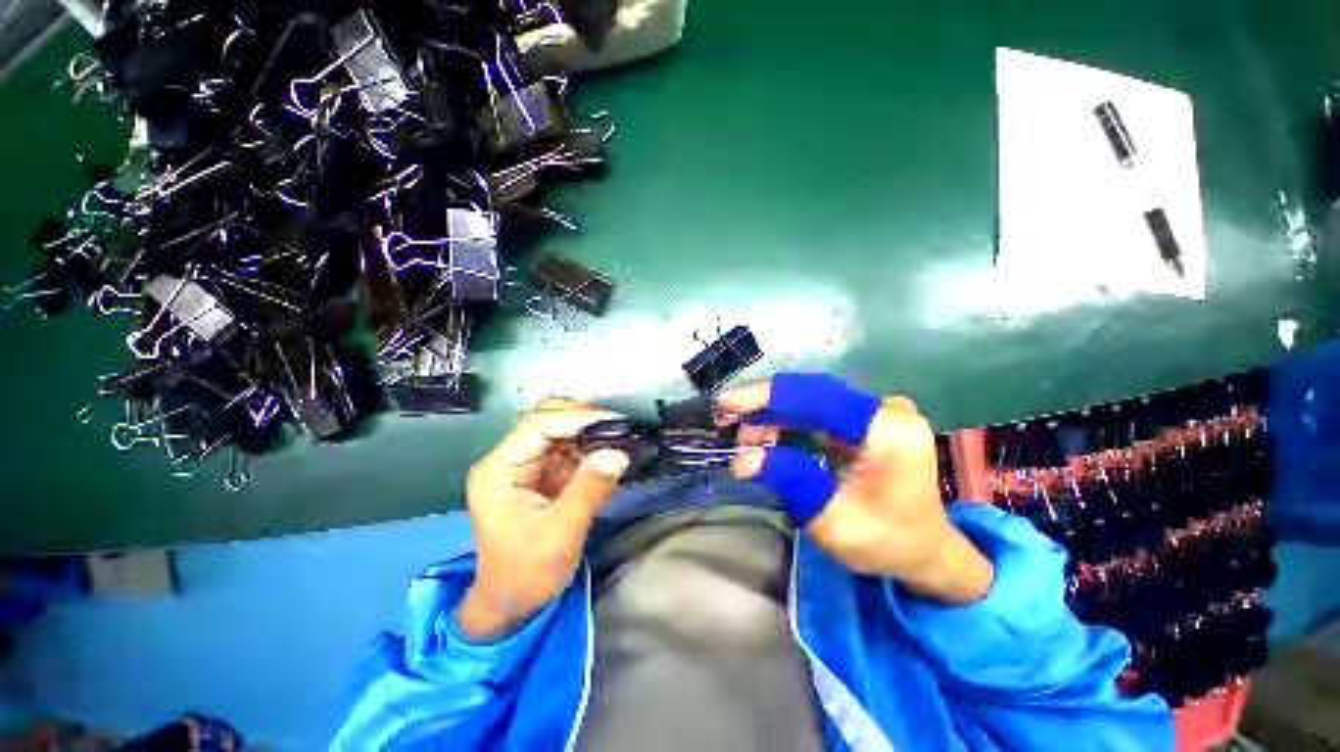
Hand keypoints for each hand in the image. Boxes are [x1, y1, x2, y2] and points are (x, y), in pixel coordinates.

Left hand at [456, 398, 629, 640]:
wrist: (511, 606)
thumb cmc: (525, 575)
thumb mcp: (559, 535)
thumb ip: (588, 491)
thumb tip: (619, 454)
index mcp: (499, 470)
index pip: (539, 426)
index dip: (577, 418)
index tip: (614, 419)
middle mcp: (509, 461)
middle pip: (550, 424)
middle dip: (586, 422)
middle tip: (623, 423)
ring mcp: (526, 467)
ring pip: (563, 435)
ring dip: (592, 435)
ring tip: (624, 434)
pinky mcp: (542, 477)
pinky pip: (570, 453)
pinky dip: (592, 450)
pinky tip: (612, 451)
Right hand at [718, 374, 992, 604]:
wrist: (928, 550)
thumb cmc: (887, 542)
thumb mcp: (833, 521)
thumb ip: (788, 482)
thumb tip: (741, 458)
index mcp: (887, 430)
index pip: (817, 397)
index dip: (767, 397)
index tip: (726, 404)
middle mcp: (885, 409)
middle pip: (811, 394)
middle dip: (764, 406)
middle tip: (728, 424)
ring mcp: (878, 411)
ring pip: (811, 400)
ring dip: (774, 415)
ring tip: (746, 438)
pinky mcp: (868, 419)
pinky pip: (819, 410)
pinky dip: (789, 420)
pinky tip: (768, 434)